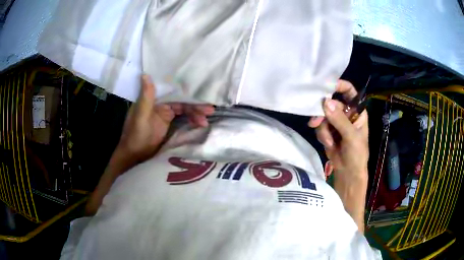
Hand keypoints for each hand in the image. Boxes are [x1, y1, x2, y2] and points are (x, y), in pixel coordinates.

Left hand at [115, 75, 214, 169]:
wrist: (134, 156)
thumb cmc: (135, 136)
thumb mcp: (140, 117)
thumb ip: (146, 97)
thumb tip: (146, 74)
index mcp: (152, 99)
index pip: (173, 93)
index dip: (187, 94)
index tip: (202, 97)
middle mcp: (160, 103)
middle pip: (181, 101)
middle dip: (195, 105)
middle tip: (210, 110)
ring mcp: (165, 114)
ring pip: (184, 110)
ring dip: (195, 114)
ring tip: (206, 121)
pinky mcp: (169, 124)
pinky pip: (182, 119)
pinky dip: (191, 121)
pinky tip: (200, 124)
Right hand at [308, 80, 368, 180]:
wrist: (348, 173)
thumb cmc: (357, 154)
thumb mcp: (351, 137)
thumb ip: (339, 120)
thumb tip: (325, 102)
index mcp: (357, 111)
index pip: (349, 91)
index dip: (339, 86)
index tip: (326, 86)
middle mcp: (346, 113)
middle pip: (331, 103)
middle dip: (323, 113)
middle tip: (315, 121)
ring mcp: (336, 122)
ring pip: (323, 115)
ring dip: (323, 128)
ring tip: (328, 141)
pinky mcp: (328, 130)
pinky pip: (320, 126)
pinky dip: (322, 135)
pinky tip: (328, 144)